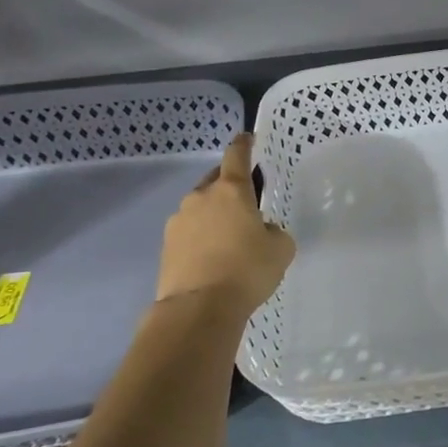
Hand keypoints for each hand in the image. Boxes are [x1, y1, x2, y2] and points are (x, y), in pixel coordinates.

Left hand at [156, 134, 295, 314]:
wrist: (198, 308)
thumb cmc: (247, 270)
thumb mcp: (281, 248)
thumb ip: (273, 231)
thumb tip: (260, 230)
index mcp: (232, 190)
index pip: (236, 155)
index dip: (244, 145)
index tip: (248, 138)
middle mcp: (201, 198)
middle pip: (216, 181)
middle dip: (229, 185)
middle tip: (246, 201)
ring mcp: (178, 221)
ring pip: (200, 208)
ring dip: (214, 214)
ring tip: (229, 237)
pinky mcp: (166, 246)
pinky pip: (189, 232)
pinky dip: (202, 237)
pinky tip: (214, 257)